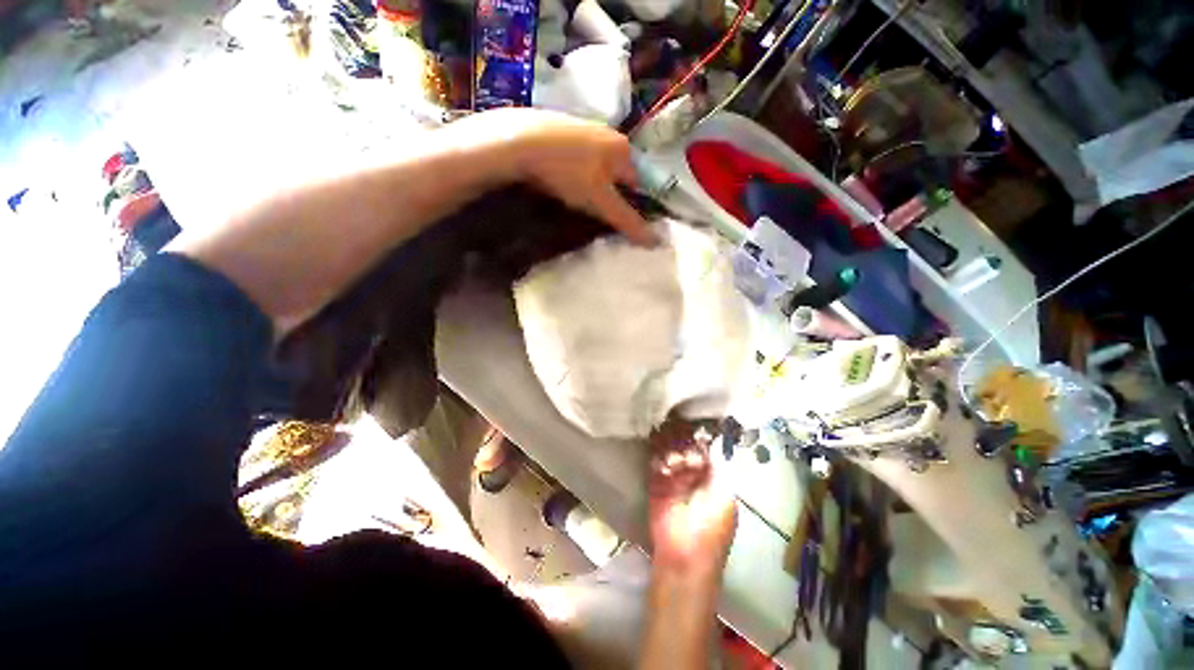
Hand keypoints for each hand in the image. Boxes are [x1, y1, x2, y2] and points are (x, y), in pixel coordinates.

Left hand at [452, 108, 655, 245]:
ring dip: (593, 183)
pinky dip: (575, 171)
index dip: (632, 204)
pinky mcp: (559, 128)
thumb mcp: (600, 202)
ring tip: (577, 200)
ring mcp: (582, 128)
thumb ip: (628, 221)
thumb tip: (656, 241)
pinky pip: (577, 156)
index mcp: (622, 148)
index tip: (620, 222)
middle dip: (611, 194)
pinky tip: (561, 180)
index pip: (638, 182)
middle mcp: (607, 133)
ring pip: (597, 164)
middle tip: (596, 213)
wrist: (519, 141)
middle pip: (617, 173)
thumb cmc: (568, 172)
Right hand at [648, 418, 737, 577]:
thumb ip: (719, 466)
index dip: (700, 435)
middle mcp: (693, 473)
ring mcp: (673, 477)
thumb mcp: (724, 495)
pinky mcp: (656, 482)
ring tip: (670, 443)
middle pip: (686, 446)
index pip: (706, 447)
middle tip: (678, 429)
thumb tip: (715, 440)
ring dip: (669, 445)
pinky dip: (657, 455)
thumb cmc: (711, 527)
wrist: (684, 556)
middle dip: (682, 438)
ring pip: (670, 451)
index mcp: (714, 476)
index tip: (693, 421)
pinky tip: (661, 455)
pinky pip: (655, 462)